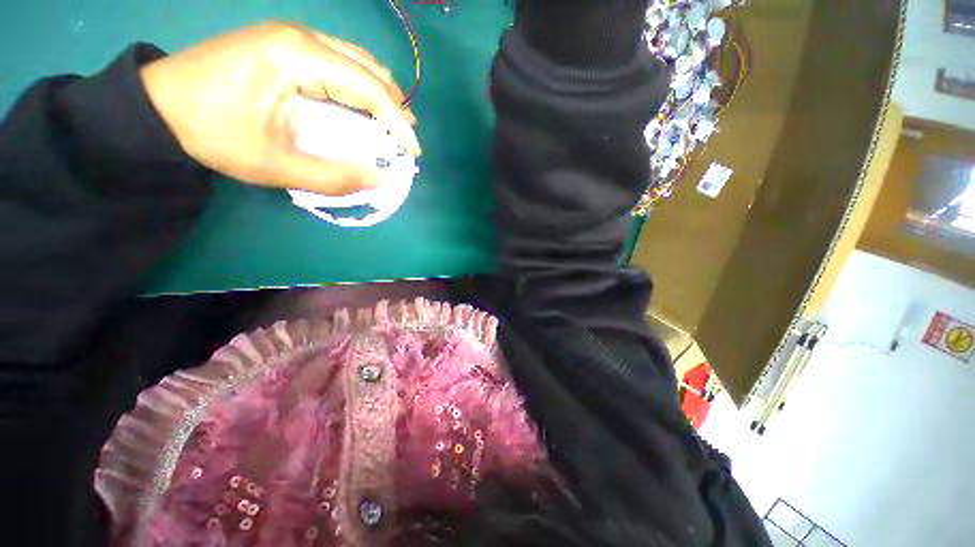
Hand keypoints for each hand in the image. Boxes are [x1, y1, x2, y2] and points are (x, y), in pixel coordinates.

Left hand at [140, 22, 420, 195]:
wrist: (160, 107)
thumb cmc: (214, 135)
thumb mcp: (276, 166)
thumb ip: (334, 176)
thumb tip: (378, 179)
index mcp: (299, 58)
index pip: (369, 89)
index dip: (398, 122)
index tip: (414, 150)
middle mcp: (302, 37)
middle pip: (368, 67)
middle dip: (395, 105)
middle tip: (406, 137)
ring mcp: (292, 36)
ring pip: (356, 60)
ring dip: (380, 94)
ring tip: (392, 125)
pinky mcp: (284, 43)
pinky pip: (338, 60)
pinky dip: (359, 86)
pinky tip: (362, 107)